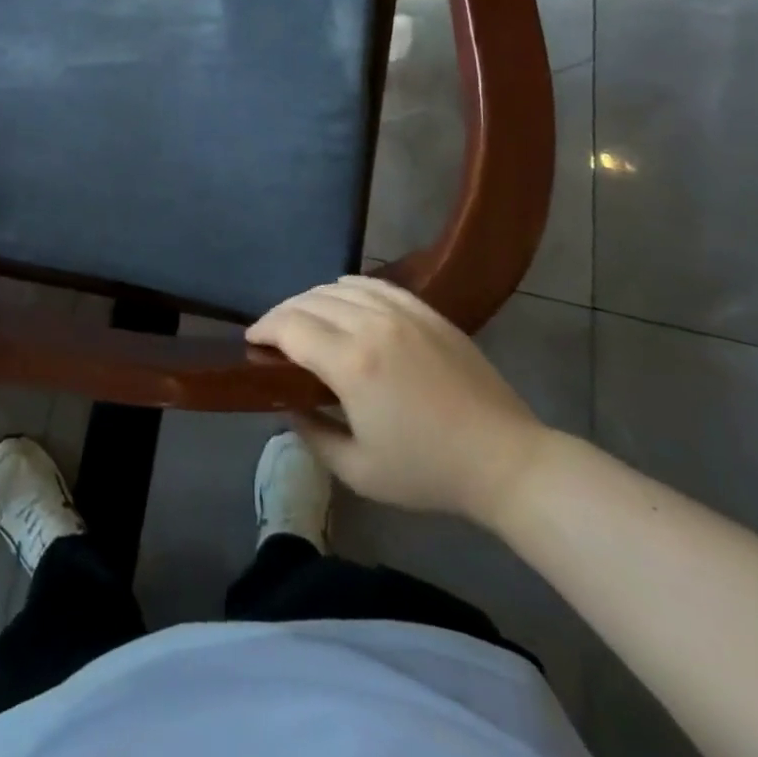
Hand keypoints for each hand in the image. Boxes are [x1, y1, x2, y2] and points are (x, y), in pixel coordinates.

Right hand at [247, 277, 549, 524]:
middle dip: (281, 315)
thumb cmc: (429, 472)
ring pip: (337, 287)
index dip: (263, 330)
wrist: (505, 461)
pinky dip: (346, 288)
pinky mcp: (425, 311)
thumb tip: (287, 404)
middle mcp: (371, 325)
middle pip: (308, 301)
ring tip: (304, 320)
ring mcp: (402, 312)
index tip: (252, 342)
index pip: (289, 326)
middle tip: (273, 337)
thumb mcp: (358, 470)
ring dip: (310, 300)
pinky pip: (373, 284)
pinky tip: (342, 302)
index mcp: (351, 363)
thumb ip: (312, 434)